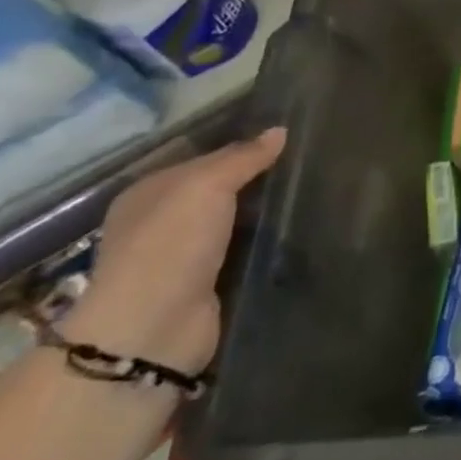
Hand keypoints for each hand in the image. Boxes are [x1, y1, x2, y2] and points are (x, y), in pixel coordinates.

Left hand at [61, 128, 284, 376]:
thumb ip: (243, 158)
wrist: (153, 329)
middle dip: (256, 181)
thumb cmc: (171, 245)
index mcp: (148, 192)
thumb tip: (279, 130)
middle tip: (307, 166)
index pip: (203, 158)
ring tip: (312, 196)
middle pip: (218, 191)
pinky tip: (295, 233)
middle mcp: (159, 222)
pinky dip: (263, 245)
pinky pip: (241, 252)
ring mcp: (182, 256)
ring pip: (233, 222)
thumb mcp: (206, 186)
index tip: (289, 141)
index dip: (242, 148)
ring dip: (263, 215)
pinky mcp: (205, 285)